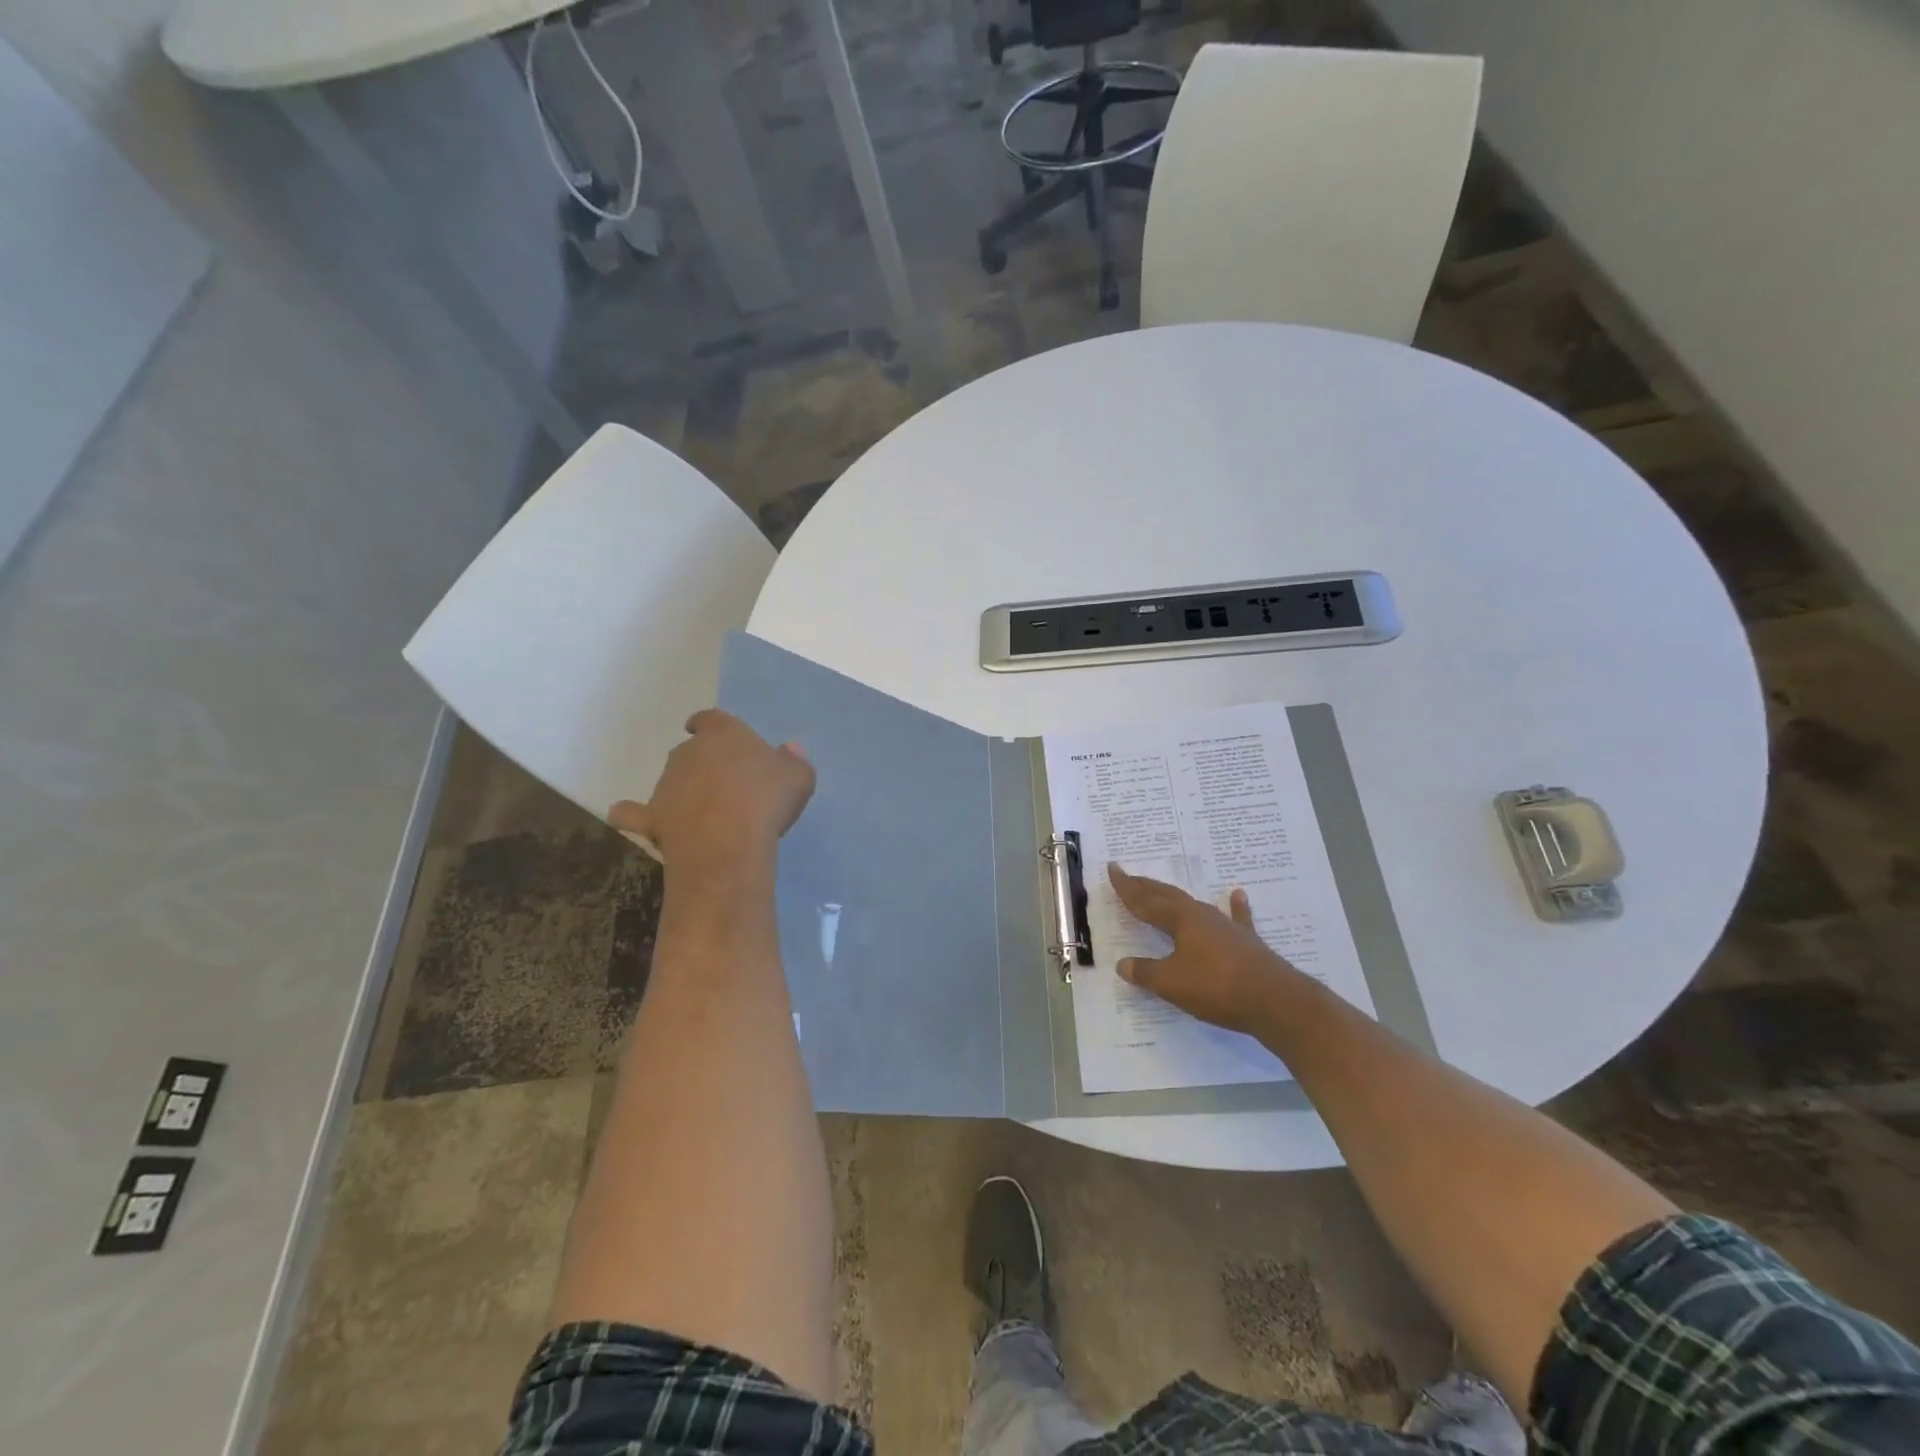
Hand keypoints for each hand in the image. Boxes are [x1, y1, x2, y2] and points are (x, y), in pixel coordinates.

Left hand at [610, 710, 814, 869]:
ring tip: (703, 813)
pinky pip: (634, 814)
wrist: (728, 842)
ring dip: (682, 790)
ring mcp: (665, 785)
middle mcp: (688, 752)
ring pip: (670, 781)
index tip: (705, 728)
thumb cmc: (766, 800)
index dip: (709, 724)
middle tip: (723, 782)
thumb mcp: (798, 778)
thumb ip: (793, 760)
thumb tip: (790, 749)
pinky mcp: (652, 818)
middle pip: (690, 751)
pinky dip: (631, 815)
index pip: (711, 719)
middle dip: (702, 762)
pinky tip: (630, 820)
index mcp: (723, 734)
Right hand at [1107, 863, 1295, 1034]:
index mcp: (1181, 920)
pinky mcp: (1247, 942)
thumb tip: (1122, 964)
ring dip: (1175, 898)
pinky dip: (1235, 906)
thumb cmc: (1217, 987)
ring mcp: (1227, 927)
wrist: (1276, 1001)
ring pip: (1194, 905)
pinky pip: (1236, 918)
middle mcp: (1202, 916)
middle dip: (1146, 887)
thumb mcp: (1172, 983)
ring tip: (1163, 888)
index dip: (1127, 888)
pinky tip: (1237, 894)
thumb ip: (1146, 972)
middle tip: (1128, 876)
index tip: (1113, 869)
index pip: (1146, 901)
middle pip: (1168, 897)